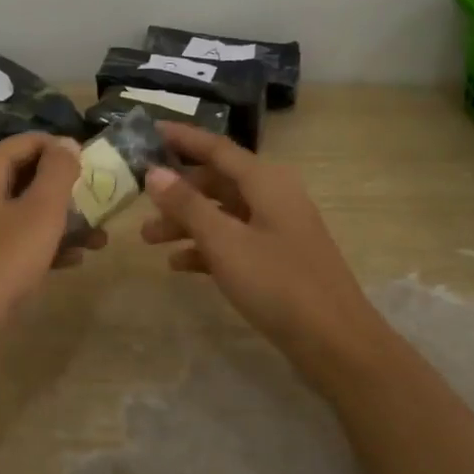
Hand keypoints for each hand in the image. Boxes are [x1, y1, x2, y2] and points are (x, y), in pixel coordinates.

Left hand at [0, 133, 104, 344]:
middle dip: (66, 193)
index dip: (68, 153)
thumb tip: (67, 142)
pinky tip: (66, 262)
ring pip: (16, 209)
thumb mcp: (41, 213)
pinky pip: (3, 235)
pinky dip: (33, 242)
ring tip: (95, 242)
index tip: (98, 175)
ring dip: (57, 222)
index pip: (32, 141)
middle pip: (24, 175)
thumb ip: (58, 172)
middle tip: (100, 212)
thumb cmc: (0, 262)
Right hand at [140, 123, 384, 370]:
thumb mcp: (225, 242)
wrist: (335, 342)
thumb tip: (155, 172)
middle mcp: (273, 197)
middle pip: (217, 182)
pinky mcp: (277, 260)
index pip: (217, 148)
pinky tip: (178, 265)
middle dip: (177, 191)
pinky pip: (234, 242)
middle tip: (138, 198)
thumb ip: (188, 206)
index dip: (182, 139)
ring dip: (186, 223)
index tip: (148, 131)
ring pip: (223, 214)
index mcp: (266, 181)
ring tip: (148, 240)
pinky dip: (206, 249)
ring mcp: (277, 230)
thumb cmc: (278, 283)